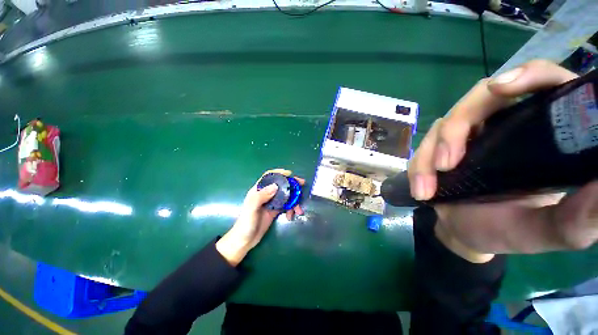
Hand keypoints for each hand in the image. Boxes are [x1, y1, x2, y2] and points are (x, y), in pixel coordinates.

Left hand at [216, 169, 304, 265]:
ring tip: (299, 210)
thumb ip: (261, 197)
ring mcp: (271, 202)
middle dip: (291, 185)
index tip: (290, 174)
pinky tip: (291, 216)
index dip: (279, 173)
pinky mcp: (275, 210)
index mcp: (258, 190)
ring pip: (285, 195)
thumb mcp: (251, 209)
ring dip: (294, 200)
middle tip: (302, 185)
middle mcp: (265, 194)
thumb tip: (276, 186)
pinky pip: (286, 205)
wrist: (245, 241)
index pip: (268, 177)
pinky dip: (291, 209)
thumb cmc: (246, 224)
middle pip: (280, 185)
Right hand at [408, 60, 597, 261]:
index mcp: (543, 132)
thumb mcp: (548, 231)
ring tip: (428, 190)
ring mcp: (468, 134)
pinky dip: (418, 167)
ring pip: (444, 125)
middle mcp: (505, 124)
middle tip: (449, 163)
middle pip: (480, 98)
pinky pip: (424, 147)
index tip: (504, 88)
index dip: (527, 76)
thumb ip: (578, 219)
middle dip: (458, 126)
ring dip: (431, 154)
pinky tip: (421, 190)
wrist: (466, 232)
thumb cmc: (511, 232)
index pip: (543, 83)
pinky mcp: (440, 146)